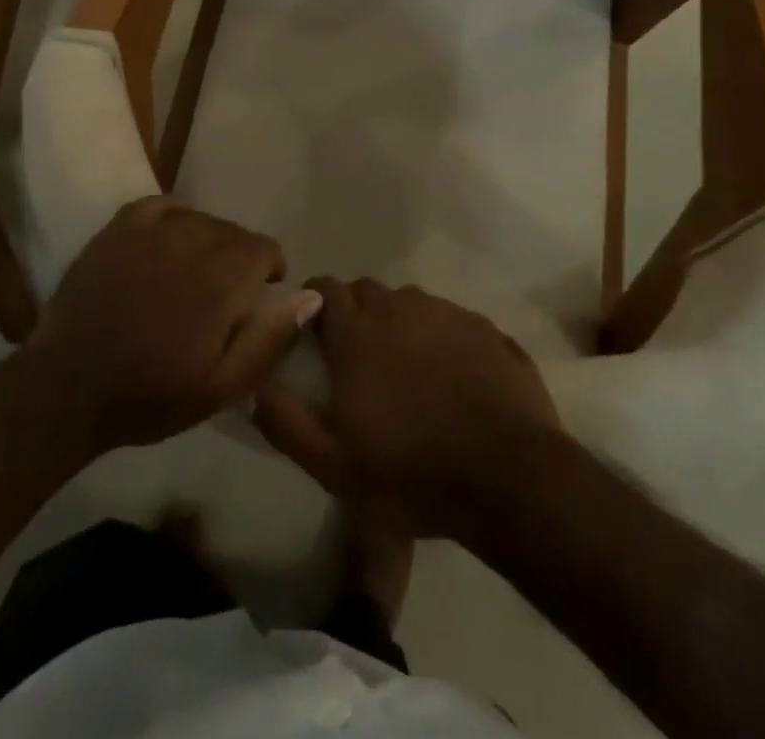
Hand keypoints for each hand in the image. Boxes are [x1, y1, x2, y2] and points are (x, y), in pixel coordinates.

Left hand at [18, 196, 320, 454]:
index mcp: (220, 282)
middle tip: (224, 293)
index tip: (258, 296)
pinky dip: (174, 215)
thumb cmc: (150, 395)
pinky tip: (171, 237)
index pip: (263, 248)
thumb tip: (310, 296)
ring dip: (209, 239)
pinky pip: (161, 204)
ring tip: (195, 271)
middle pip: (233, 231)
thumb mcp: (221, 387)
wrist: (68, 388)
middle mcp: (190, 245)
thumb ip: (269, 339)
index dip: (268, 269)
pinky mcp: (119, 230)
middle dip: (239, 257)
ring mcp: (151, 233)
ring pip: (200, 218)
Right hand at [253, 278, 562, 538]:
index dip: (314, 301)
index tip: (313, 327)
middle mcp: (399, 307)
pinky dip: (441, 336)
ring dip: (399, 323)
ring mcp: (446, 313)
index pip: (324, 288)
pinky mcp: (485, 328)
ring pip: (410, 303)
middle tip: (358, 354)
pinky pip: (451, 319)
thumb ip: (285, 422)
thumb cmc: (410, 471)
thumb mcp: (332, 464)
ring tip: (406, 365)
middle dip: (356, 311)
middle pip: (367, 291)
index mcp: (357, 331)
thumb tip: (256, 388)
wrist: (508, 476)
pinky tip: (451, 374)